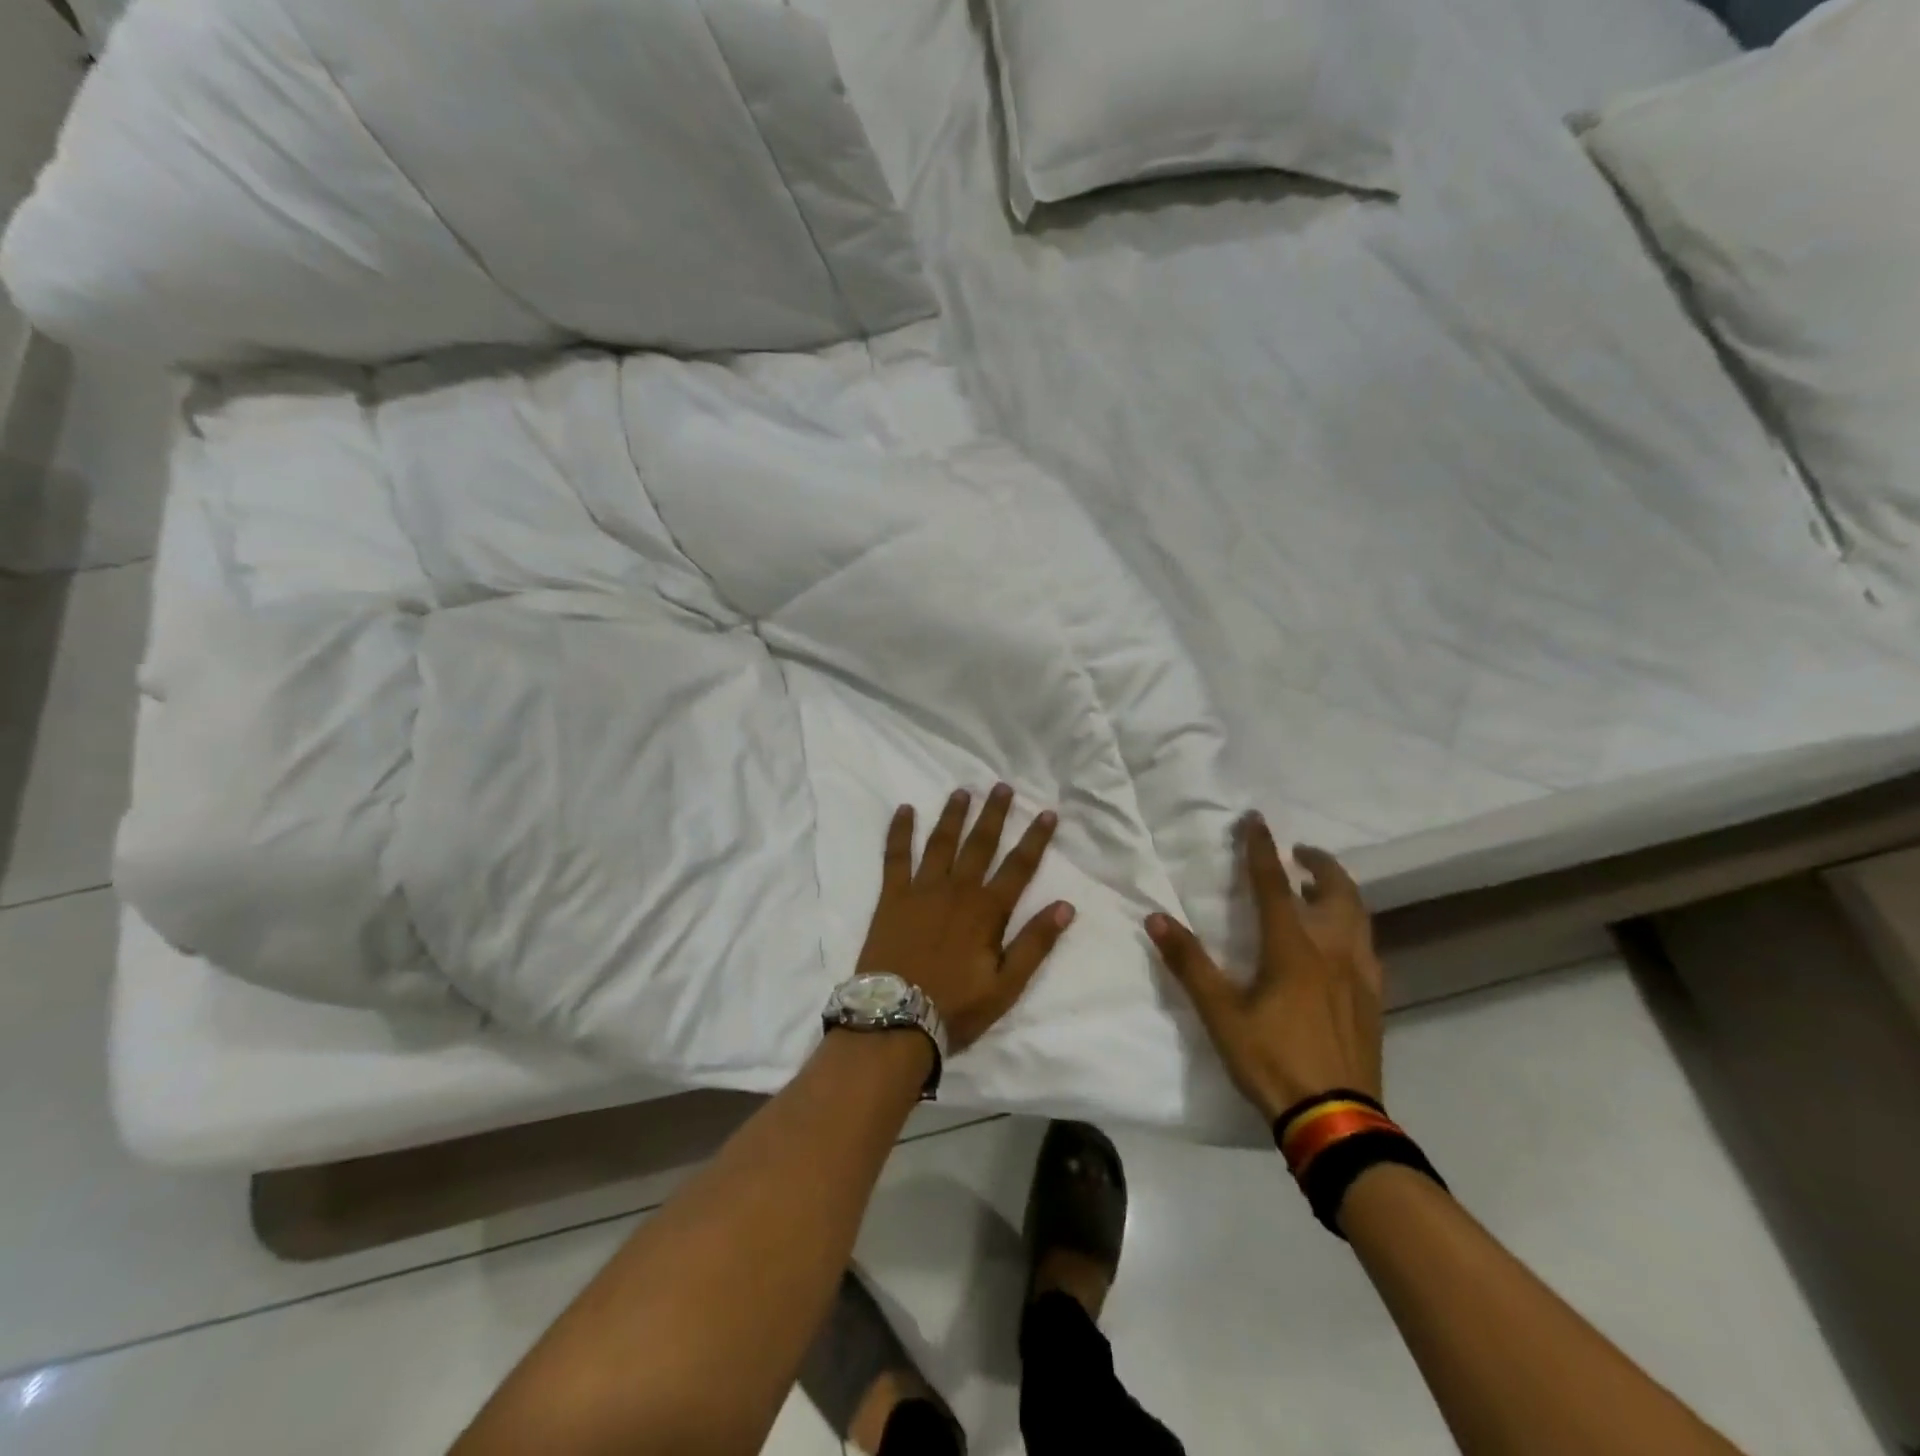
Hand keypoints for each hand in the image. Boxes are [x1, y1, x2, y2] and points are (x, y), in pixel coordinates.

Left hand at [857, 785, 1075, 1052]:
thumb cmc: (955, 1007)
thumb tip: (1065, 906)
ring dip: (953, 815)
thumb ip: (1035, 943)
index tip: (1047, 812)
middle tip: (1002, 786)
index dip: (1035, 839)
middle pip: (980, 844)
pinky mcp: (892, 896)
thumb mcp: (1006, 985)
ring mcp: (921, 889)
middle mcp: (957, 890)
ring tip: (963, 791)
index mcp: (987, 910)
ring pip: (941, 842)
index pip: (1019, 866)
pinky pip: (895, 856)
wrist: (895, 1019)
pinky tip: (904, 810)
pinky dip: (900, 831)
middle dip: (994, 814)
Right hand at [1145, 813, 1382, 1122]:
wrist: (1336, 1120)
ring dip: (1341, 892)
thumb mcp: (1221, 1014)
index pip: (1275, 885)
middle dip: (1321, 864)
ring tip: (1319, 890)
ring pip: (1360, 918)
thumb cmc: (1273, 1060)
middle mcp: (1333, 952)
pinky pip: (1367, 947)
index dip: (1262, 849)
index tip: (1257, 820)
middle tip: (1301, 853)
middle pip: (1337, 893)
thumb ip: (1189, 964)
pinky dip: (1353, 927)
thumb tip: (1156, 919)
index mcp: (1293, 950)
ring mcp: (1360, 977)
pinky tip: (1340, 944)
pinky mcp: (1373, 1001)